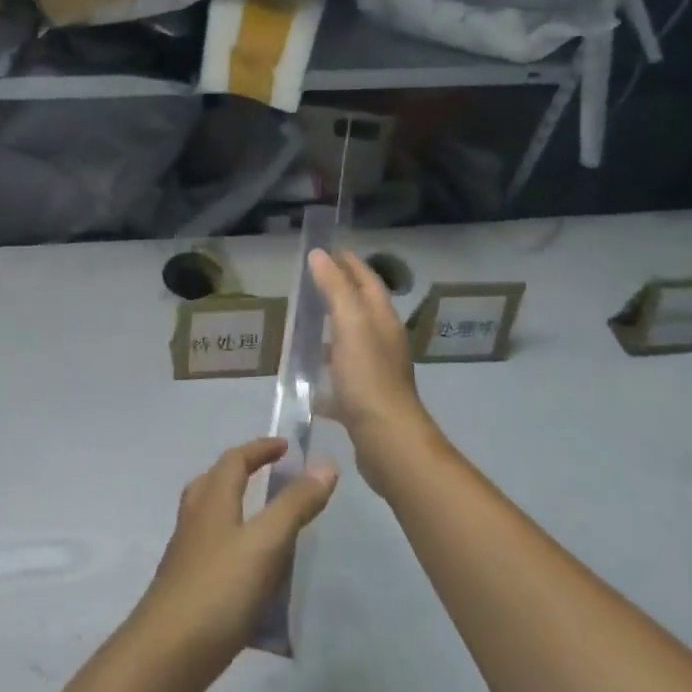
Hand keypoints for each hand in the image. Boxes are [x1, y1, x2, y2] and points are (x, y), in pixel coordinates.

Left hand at [132, 439, 337, 680]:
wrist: (167, 655)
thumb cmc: (219, 588)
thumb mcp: (266, 543)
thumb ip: (295, 504)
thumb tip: (325, 464)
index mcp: (211, 498)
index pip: (235, 459)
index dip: (260, 449)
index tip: (287, 447)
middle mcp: (195, 518)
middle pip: (216, 482)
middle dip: (244, 474)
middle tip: (274, 479)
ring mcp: (187, 553)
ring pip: (213, 518)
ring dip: (240, 512)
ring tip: (271, 528)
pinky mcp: (188, 586)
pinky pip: (216, 552)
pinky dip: (238, 550)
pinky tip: (258, 578)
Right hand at [308, 249, 440, 493]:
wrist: (388, 442)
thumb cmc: (368, 378)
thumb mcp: (349, 325)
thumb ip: (335, 288)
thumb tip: (320, 254)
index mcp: (382, 321)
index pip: (368, 281)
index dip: (350, 263)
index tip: (327, 249)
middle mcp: (382, 342)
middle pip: (361, 309)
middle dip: (339, 292)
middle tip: (310, 282)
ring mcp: (374, 373)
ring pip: (351, 342)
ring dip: (331, 330)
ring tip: (303, 325)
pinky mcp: (363, 400)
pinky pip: (340, 377)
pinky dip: (324, 371)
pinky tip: (304, 377)